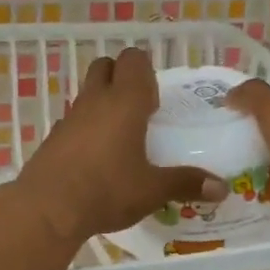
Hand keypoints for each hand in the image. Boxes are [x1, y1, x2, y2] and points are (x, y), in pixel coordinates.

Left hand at [12, 48, 224, 242]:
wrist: (47, 209)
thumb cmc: (107, 190)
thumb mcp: (152, 190)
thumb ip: (186, 183)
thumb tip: (222, 188)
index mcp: (124, 102)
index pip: (133, 60)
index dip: (146, 72)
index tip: (155, 101)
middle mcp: (95, 100)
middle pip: (105, 66)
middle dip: (121, 77)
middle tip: (138, 110)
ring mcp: (69, 118)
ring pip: (86, 93)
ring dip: (102, 103)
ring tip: (119, 137)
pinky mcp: (52, 138)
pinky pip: (72, 121)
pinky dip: (84, 129)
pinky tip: (94, 158)